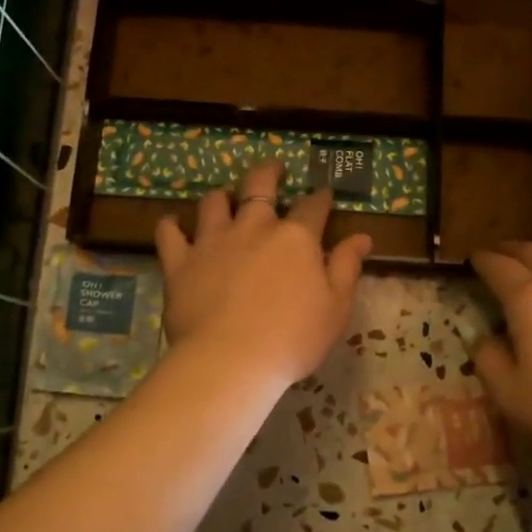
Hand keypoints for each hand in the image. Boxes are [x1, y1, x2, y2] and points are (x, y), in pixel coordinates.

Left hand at [155, 161, 370, 386]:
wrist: (230, 361)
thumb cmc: (292, 339)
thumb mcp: (335, 308)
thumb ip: (347, 268)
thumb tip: (362, 237)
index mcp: (295, 237)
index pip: (312, 206)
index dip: (320, 197)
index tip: (323, 194)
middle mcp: (253, 227)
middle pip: (259, 185)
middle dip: (269, 172)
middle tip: (273, 170)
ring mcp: (212, 241)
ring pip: (213, 202)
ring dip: (221, 196)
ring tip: (224, 198)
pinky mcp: (180, 261)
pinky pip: (169, 233)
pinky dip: (171, 226)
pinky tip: (173, 225)